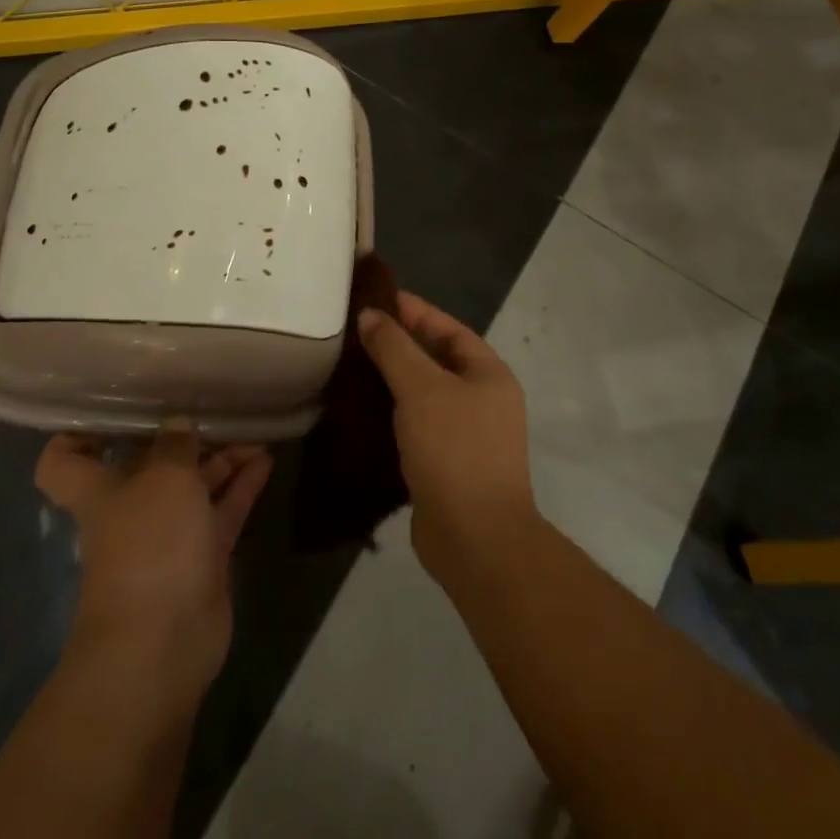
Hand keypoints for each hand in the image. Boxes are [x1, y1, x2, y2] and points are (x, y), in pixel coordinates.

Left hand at [35, 424, 271, 702]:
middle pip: (149, 465)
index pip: (65, 460)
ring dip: (220, 458)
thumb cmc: (149, 545)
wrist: (163, 644)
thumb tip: (178, 424)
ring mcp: (167, 535)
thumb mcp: (165, 477)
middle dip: (179, 437)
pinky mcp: (201, 557)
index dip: (78, 435)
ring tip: (252, 428)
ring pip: (194, 485)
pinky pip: (222, 510)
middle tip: (211, 406)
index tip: (110, 413)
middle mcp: (130, 508)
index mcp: (99, 490)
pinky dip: (242, 486)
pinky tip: (267, 458)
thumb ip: (175, 444)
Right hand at [357, 292, 537, 581]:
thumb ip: (394, 347)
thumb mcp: (421, 387)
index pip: (448, 328)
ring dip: (391, 380)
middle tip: (355, 332)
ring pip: (423, 394)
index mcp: (488, 374)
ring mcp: (467, 435)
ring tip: (350, 366)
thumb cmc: (454, 449)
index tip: (374, 299)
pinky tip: (360, 410)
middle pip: (436, 359)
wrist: (475, 540)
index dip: (413, 310)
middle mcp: (483, 400)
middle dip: (398, 344)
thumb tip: (370, 315)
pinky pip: (416, 424)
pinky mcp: (446, 465)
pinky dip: (391, 413)